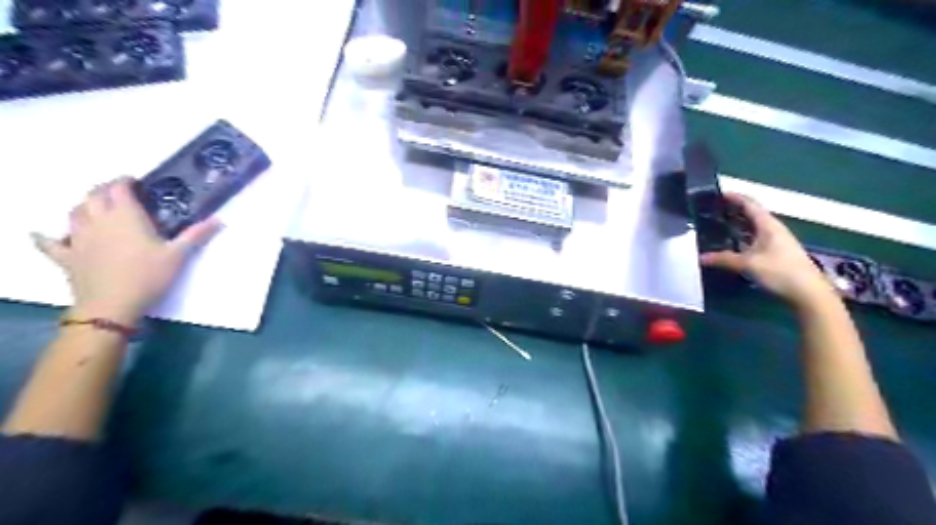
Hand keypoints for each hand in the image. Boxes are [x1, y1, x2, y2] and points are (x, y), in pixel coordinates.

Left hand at [30, 177, 221, 322]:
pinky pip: (51, 242)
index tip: (135, 181)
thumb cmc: (149, 276)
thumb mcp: (178, 255)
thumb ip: (197, 235)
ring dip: (84, 205)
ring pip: (75, 212)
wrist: (111, 304)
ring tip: (96, 208)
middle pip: (93, 196)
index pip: (119, 189)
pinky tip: (45, 235)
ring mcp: (78, 238)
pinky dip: (47, 236)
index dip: (125, 181)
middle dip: (104, 189)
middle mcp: (98, 221)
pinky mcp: (67, 256)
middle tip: (118, 192)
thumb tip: (220, 220)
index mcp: (125, 217)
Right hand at [701, 194, 831, 306]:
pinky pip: (755, 238)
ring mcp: (776, 241)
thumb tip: (700, 257)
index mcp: (768, 225)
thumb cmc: (780, 272)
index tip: (718, 194)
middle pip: (751, 214)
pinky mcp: (776, 253)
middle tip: (713, 210)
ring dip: (738, 225)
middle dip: (733, 210)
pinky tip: (732, 244)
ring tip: (718, 225)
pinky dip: (742, 237)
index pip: (750, 204)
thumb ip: (723, 259)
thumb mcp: (748, 264)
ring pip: (754, 227)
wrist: (809, 292)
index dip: (735, 197)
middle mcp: (773, 229)